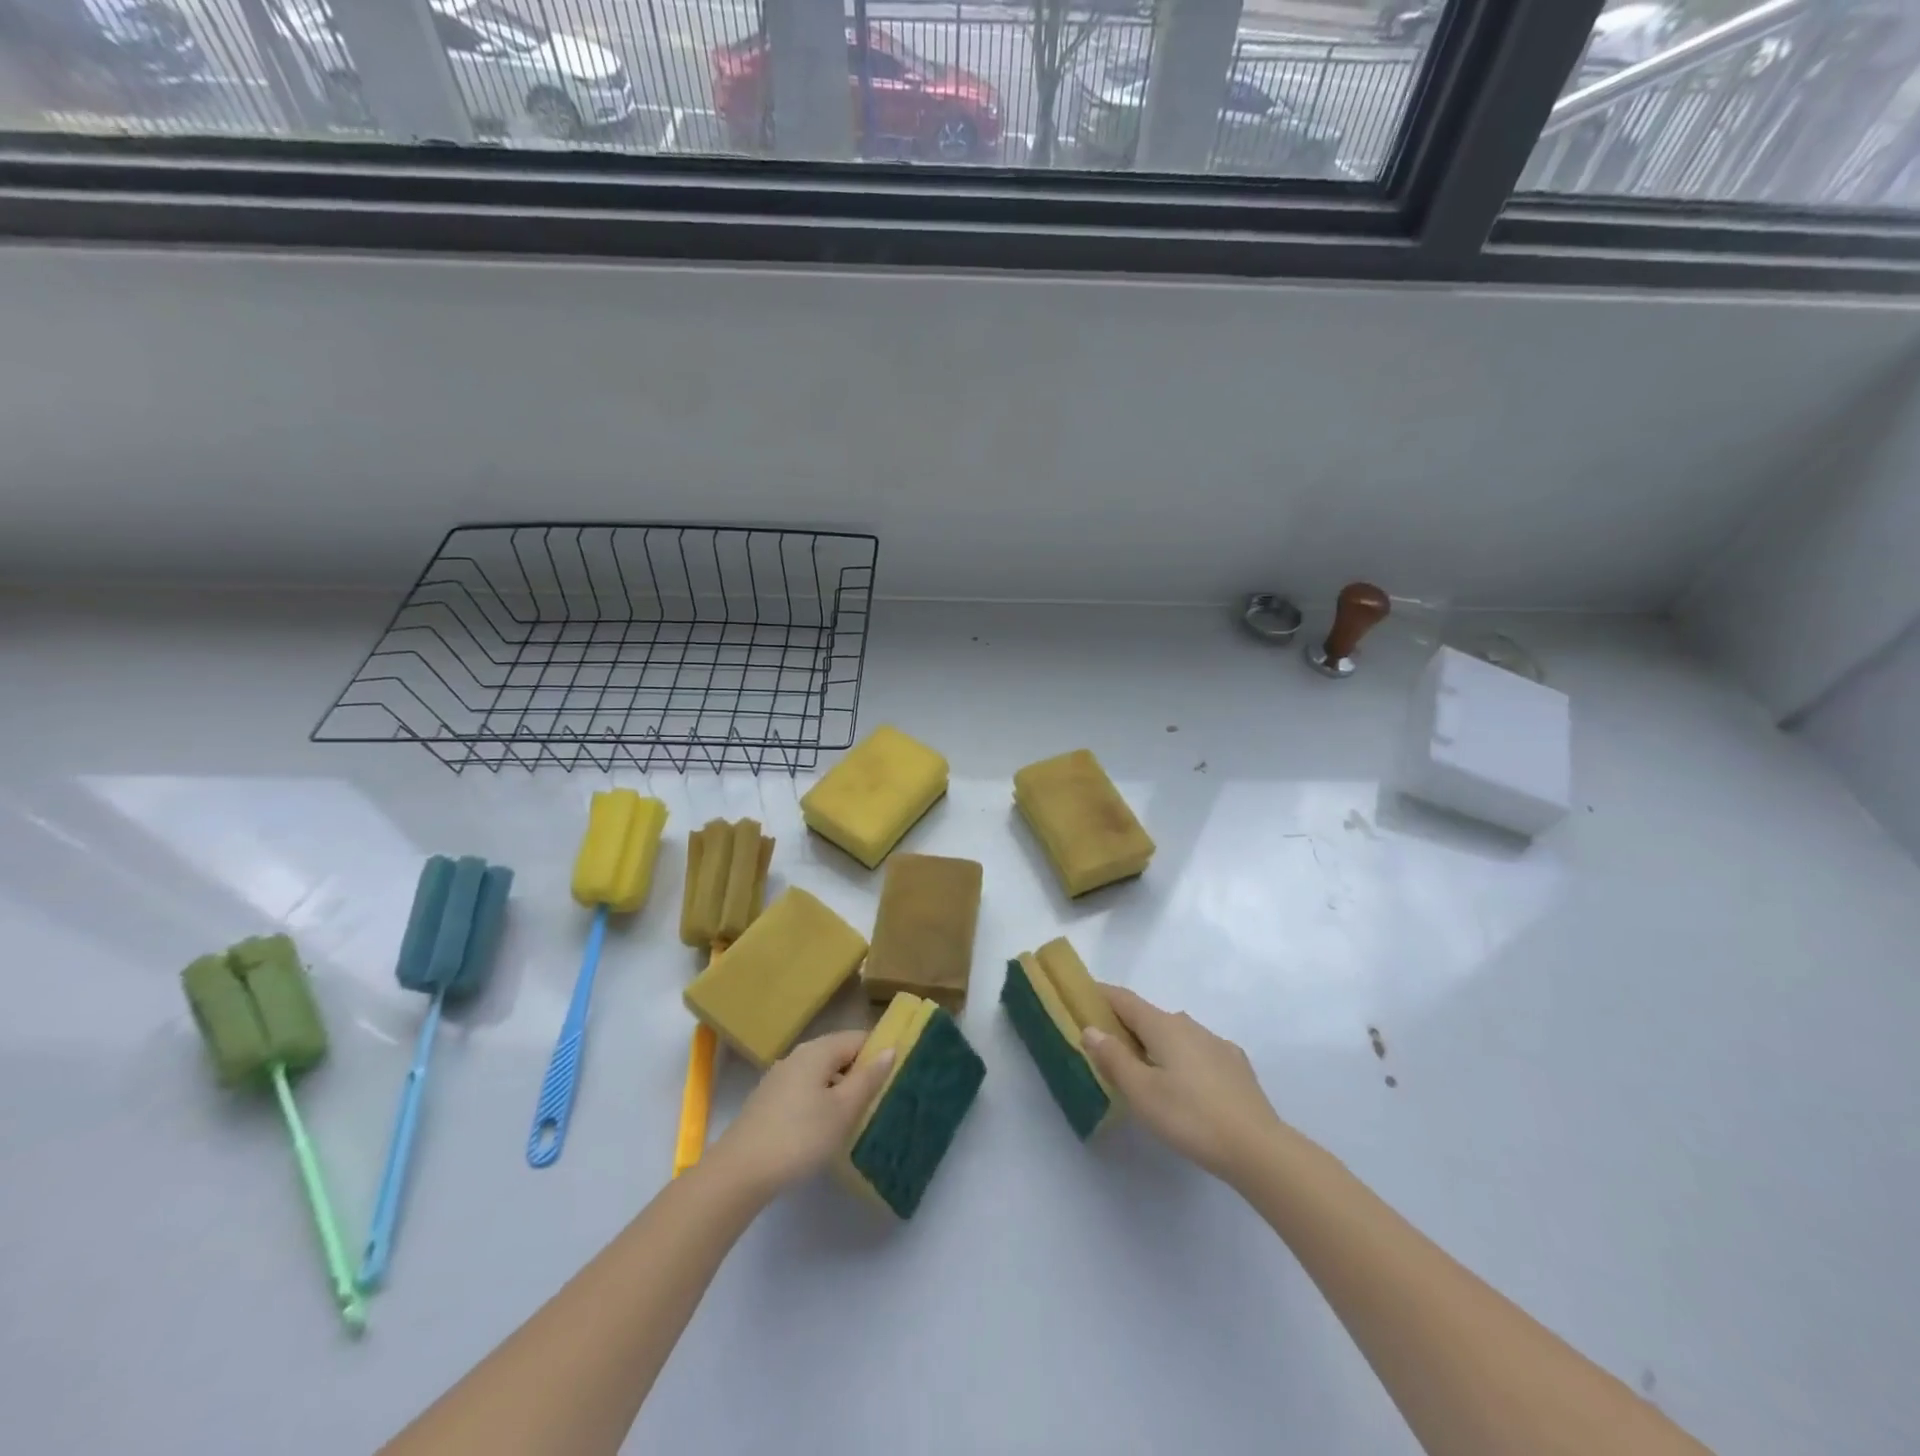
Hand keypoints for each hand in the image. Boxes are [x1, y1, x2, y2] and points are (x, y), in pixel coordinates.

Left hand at [707, 1030, 894, 1198]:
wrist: (740, 1172)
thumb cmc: (799, 1136)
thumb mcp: (843, 1109)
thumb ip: (868, 1078)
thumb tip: (889, 1049)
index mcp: (818, 1050)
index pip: (858, 1038)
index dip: (879, 1053)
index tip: (897, 1076)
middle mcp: (798, 1056)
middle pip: (839, 1054)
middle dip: (861, 1073)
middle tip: (881, 1100)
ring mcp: (780, 1078)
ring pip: (822, 1074)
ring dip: (841, 1089)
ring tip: (859, 1116)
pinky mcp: (770, 1101)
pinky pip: (806, 1090)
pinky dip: (822, 1101)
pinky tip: (826, 1128)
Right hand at [1082, 986, 1284, 1185]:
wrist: (1258, 1148)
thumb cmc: (1190, 1116)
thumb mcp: (1141, 1092)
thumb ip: (1113, 1058)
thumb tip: (1091, 1029)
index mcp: (1163, 1025)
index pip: (1124, 999)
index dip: (1100, 995)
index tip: (1081, 996)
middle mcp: (1189, 1025)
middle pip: (1148, 1016)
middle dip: (1125, 1025)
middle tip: (1105, 1046)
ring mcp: (1216, 1044)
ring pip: (1174, 1035)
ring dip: (1153, 1044)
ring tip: (1142, 1070)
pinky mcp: (1235, 1066)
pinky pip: (1196, 1052)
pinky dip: (1179, 1059)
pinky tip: (1183, 1085)